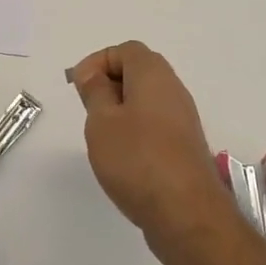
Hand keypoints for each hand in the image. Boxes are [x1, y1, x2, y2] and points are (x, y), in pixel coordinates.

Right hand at [70, 41, 235, 264]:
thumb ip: (95, 91)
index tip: (78, 87)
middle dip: (109, 85)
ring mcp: (182, 118)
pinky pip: (155, 124)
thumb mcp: (102, 121)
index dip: (98, 62)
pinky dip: (135, 131)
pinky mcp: (184, 146)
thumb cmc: (137, 159)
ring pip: (146, 100)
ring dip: (121, 111)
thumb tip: (92, 72)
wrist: (187, 213)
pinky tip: (123, 159)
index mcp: (153, 74)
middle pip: (138, 72)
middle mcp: (173, 89)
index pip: (125, 50)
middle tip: (88, 111)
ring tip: (102, 137)